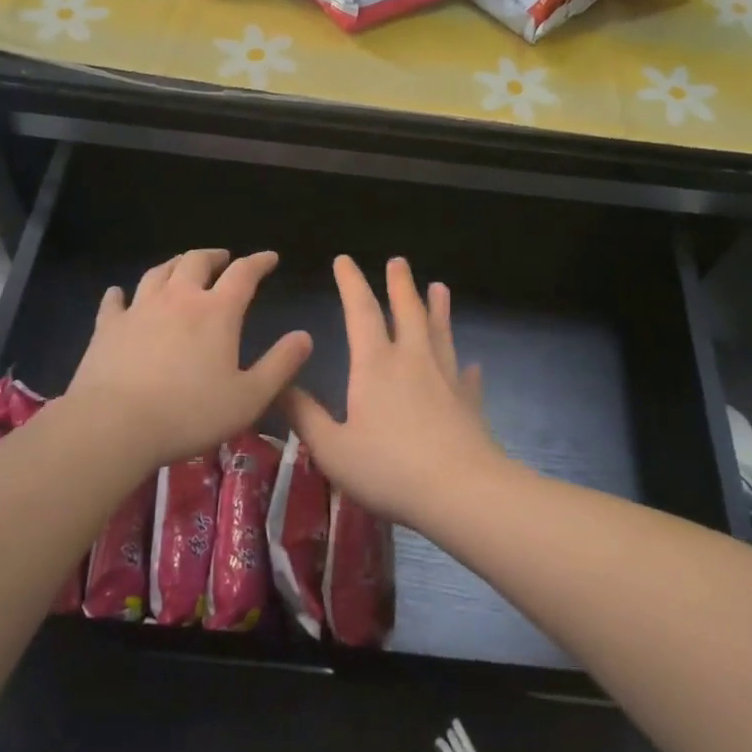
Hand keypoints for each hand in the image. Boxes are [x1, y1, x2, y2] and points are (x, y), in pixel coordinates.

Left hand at [62, 250, 311, 471]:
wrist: (115, 425)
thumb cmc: (190, 413)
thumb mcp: (250, 397)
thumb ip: (281, 365)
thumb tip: (304, 337)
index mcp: (217, 312)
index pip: (243, 274)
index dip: (259, 262)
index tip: (270, 257)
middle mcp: (178, 299)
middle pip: (196, 262)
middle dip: (214, 256)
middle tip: (223, 259)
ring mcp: (139, 309)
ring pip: (158, 273)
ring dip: (174, 265)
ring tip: (181, 266)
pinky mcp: (108, 327)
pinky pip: (115, 301)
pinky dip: (121, 294)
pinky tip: (120, 294)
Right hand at [279, 256, 499, 524]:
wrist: (460, 491)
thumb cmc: (389, 468)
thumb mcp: (332, 449)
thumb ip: (305, 417)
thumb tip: (279, 386)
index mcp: (375, 365)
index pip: (361, 311)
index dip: (352, 283)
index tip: (345, 259)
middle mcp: (412, 360)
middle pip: (407, 311)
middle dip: (400, 284)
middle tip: (398, 261)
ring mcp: (446, 378)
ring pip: (440, 333)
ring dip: (438, 308)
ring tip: (439, 287)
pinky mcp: (469, 402)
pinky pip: (467, 377)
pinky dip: (466, 367)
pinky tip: (471, 364)